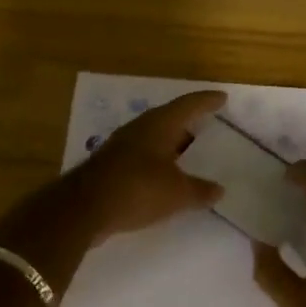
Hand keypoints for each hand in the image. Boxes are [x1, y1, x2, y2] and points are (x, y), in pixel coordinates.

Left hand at [68, 89, 227, 239]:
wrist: (83, 208)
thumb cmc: (137, 189)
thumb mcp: (177, 193)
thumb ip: (200, 190)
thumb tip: (219, 190)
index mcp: (159, 124)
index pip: (189, 104)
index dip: (207, 101)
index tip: (222, 98)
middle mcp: (140, 128)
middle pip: (170, 118)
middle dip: (189, 122)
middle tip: (209, 125)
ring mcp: (122, 145)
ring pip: (155, 137)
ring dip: (172, 143)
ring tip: (191, 152)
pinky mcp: (111, 164)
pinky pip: (143, 155)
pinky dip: (159, 161)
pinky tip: (166, 175)